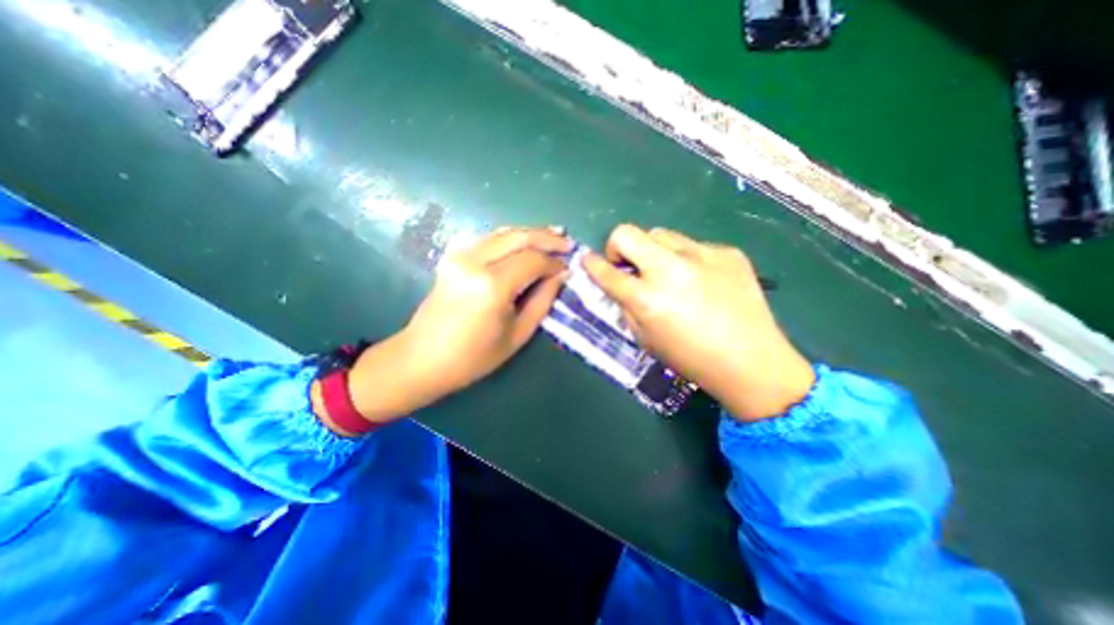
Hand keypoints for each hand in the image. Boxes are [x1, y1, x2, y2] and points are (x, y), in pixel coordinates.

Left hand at [332, 227, 568, 431]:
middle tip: (567, 242)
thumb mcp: (518, 334)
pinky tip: (524, 241)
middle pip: (519, 237)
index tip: (569, 267)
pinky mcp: (453, 256)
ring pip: (503, 233)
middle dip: (547, 237)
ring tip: (553, 235)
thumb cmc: (473, 357)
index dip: (554, 262)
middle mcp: (475, 262)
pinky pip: (488, 238)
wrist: (422, 357)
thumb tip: (560, 274)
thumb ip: (542, 300)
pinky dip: (510, 237)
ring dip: (530, 233)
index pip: (533, 261)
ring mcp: (460, 255)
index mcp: (492, 286)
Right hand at [585, 222, 816, 421]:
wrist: (751, 361)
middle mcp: (670, 270)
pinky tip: (701, 280)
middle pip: (627, 232)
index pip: (606, 271)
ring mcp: (701, 255)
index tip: (588, 260)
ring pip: (660, 234)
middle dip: (618, 247)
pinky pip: (693, 245)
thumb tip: (617, 282)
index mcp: (647, 299)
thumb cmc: (691, 358)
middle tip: (628, 265)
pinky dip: (686, 259)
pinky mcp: (726, 251)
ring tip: (667, 273)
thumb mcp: (645, 338)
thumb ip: (626, 305)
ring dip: (653, 251)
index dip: (592, 264)